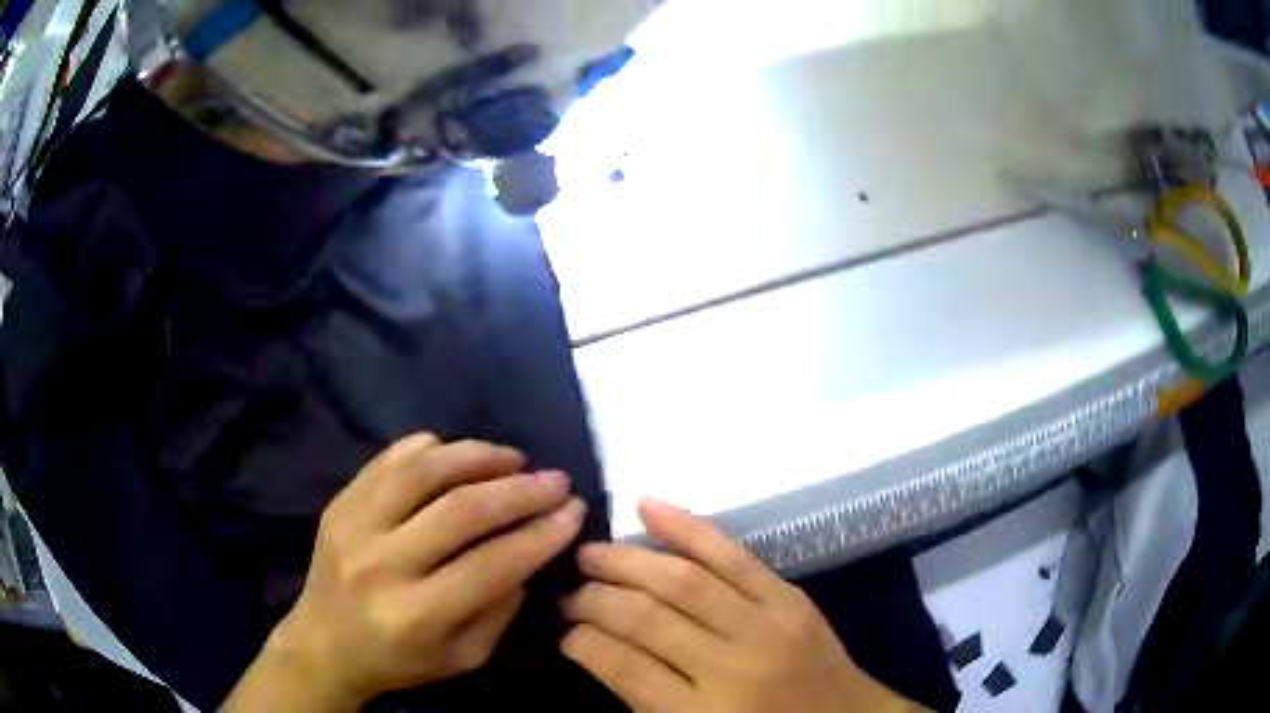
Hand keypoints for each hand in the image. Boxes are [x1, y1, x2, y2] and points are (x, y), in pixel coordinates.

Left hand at [222, 434, 585, 711]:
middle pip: (460, 510)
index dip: (541, 534)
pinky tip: (458, 453)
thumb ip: (500, 609)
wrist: (324, 644)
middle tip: (555, 479)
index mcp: (416, 614)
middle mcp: (381, 564)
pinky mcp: (339, 503)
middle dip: (520, 490)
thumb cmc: (399, 661)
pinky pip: (388, 460)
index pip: (491, 564)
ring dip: (477, 456)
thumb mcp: (464, 658)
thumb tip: (527, 554)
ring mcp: (353, 525)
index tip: (574, 510)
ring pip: (423, 472)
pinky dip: (430, 448)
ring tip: (512, 458)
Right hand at [560, 499, 924, 712]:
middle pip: (645, 617)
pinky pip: (732, 554)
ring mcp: (764, 626)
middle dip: (595, 598)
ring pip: (681, 579)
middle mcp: (728, 667)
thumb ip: (644, 700)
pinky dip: (687, 527)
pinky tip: (648, 507)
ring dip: (627, 561)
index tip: (562, 631)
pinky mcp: (789, 598)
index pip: (620, 666)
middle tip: (569, 590)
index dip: (580, 642)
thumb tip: (595, 648)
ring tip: (590, 553)